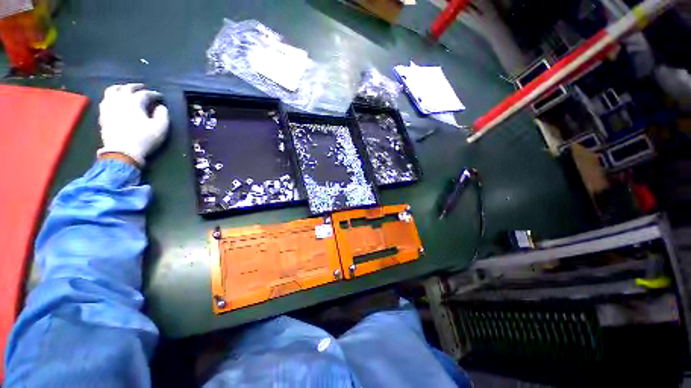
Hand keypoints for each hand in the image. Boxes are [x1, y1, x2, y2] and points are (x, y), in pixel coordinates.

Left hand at [97, 83, 169, 166]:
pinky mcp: (103, 114)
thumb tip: (161, 107)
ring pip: (112, 90)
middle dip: (136, 87)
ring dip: (121, 88)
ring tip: (126, 90)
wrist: (122, 152)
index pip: (145, 93)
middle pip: (127, 88)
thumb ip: (163, 115)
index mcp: (134, 102)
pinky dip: (111, 96)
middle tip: (143, 88)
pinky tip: (115, 100)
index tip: (160, 97)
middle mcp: (120, 100)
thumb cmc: (144, 139)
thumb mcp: (160, 128)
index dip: (154, 94)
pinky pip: (105, 100)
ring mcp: (109, 106)